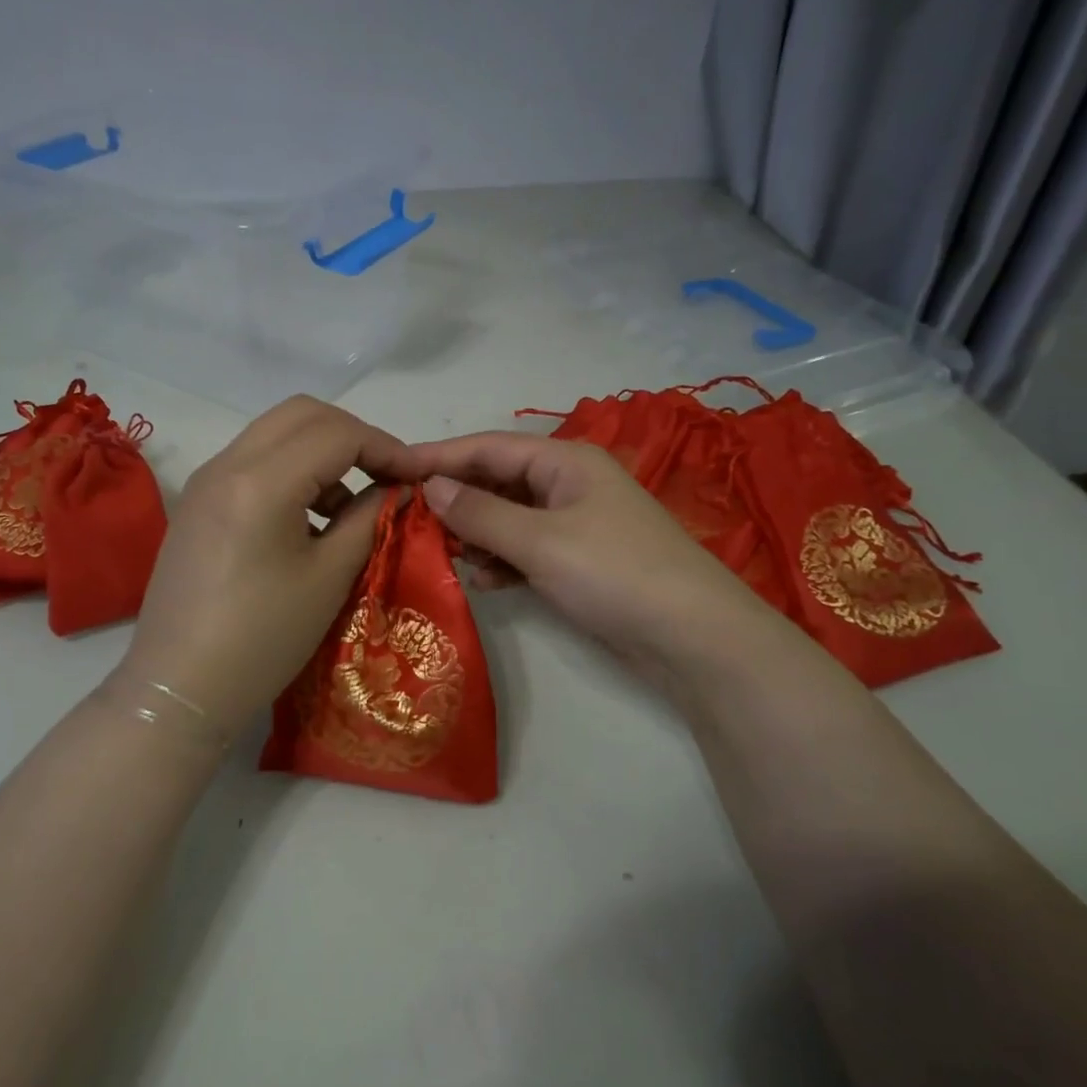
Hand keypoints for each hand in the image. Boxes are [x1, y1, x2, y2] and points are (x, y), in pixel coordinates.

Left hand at [118, 397, 424, 735]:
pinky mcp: (198, 502)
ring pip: (275, 432)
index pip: (336, 433)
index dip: (385, 447)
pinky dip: (291, 470)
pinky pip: (253, 460)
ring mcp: (206, 481)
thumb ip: (368, 519)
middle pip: (302, 414)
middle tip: (385, 475)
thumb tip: (395, 490)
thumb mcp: (329, 577)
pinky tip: (309, 519)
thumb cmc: (262, 638)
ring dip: (321, 451)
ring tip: (350, 506)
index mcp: (261, 481)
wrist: (179, 688)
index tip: (416, 477)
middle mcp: (227, 464)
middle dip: (353, 435)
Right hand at [409, 432, 770, 686]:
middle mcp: (568, 484)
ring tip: (438, 553)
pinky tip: (480, 580)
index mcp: (565, 461)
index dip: (439, 457)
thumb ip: (481, 513)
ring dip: (475, 534)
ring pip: (508, 518)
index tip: (392, 470)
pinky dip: (501, 561)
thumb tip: (431, 486)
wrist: (694, 639)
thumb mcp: (542, 540)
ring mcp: (575, 524)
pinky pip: (525, 550)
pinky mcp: (579, 561)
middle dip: (455, 499)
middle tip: (406, 519)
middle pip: (497, 481)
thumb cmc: (616, 573)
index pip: (488, 448)